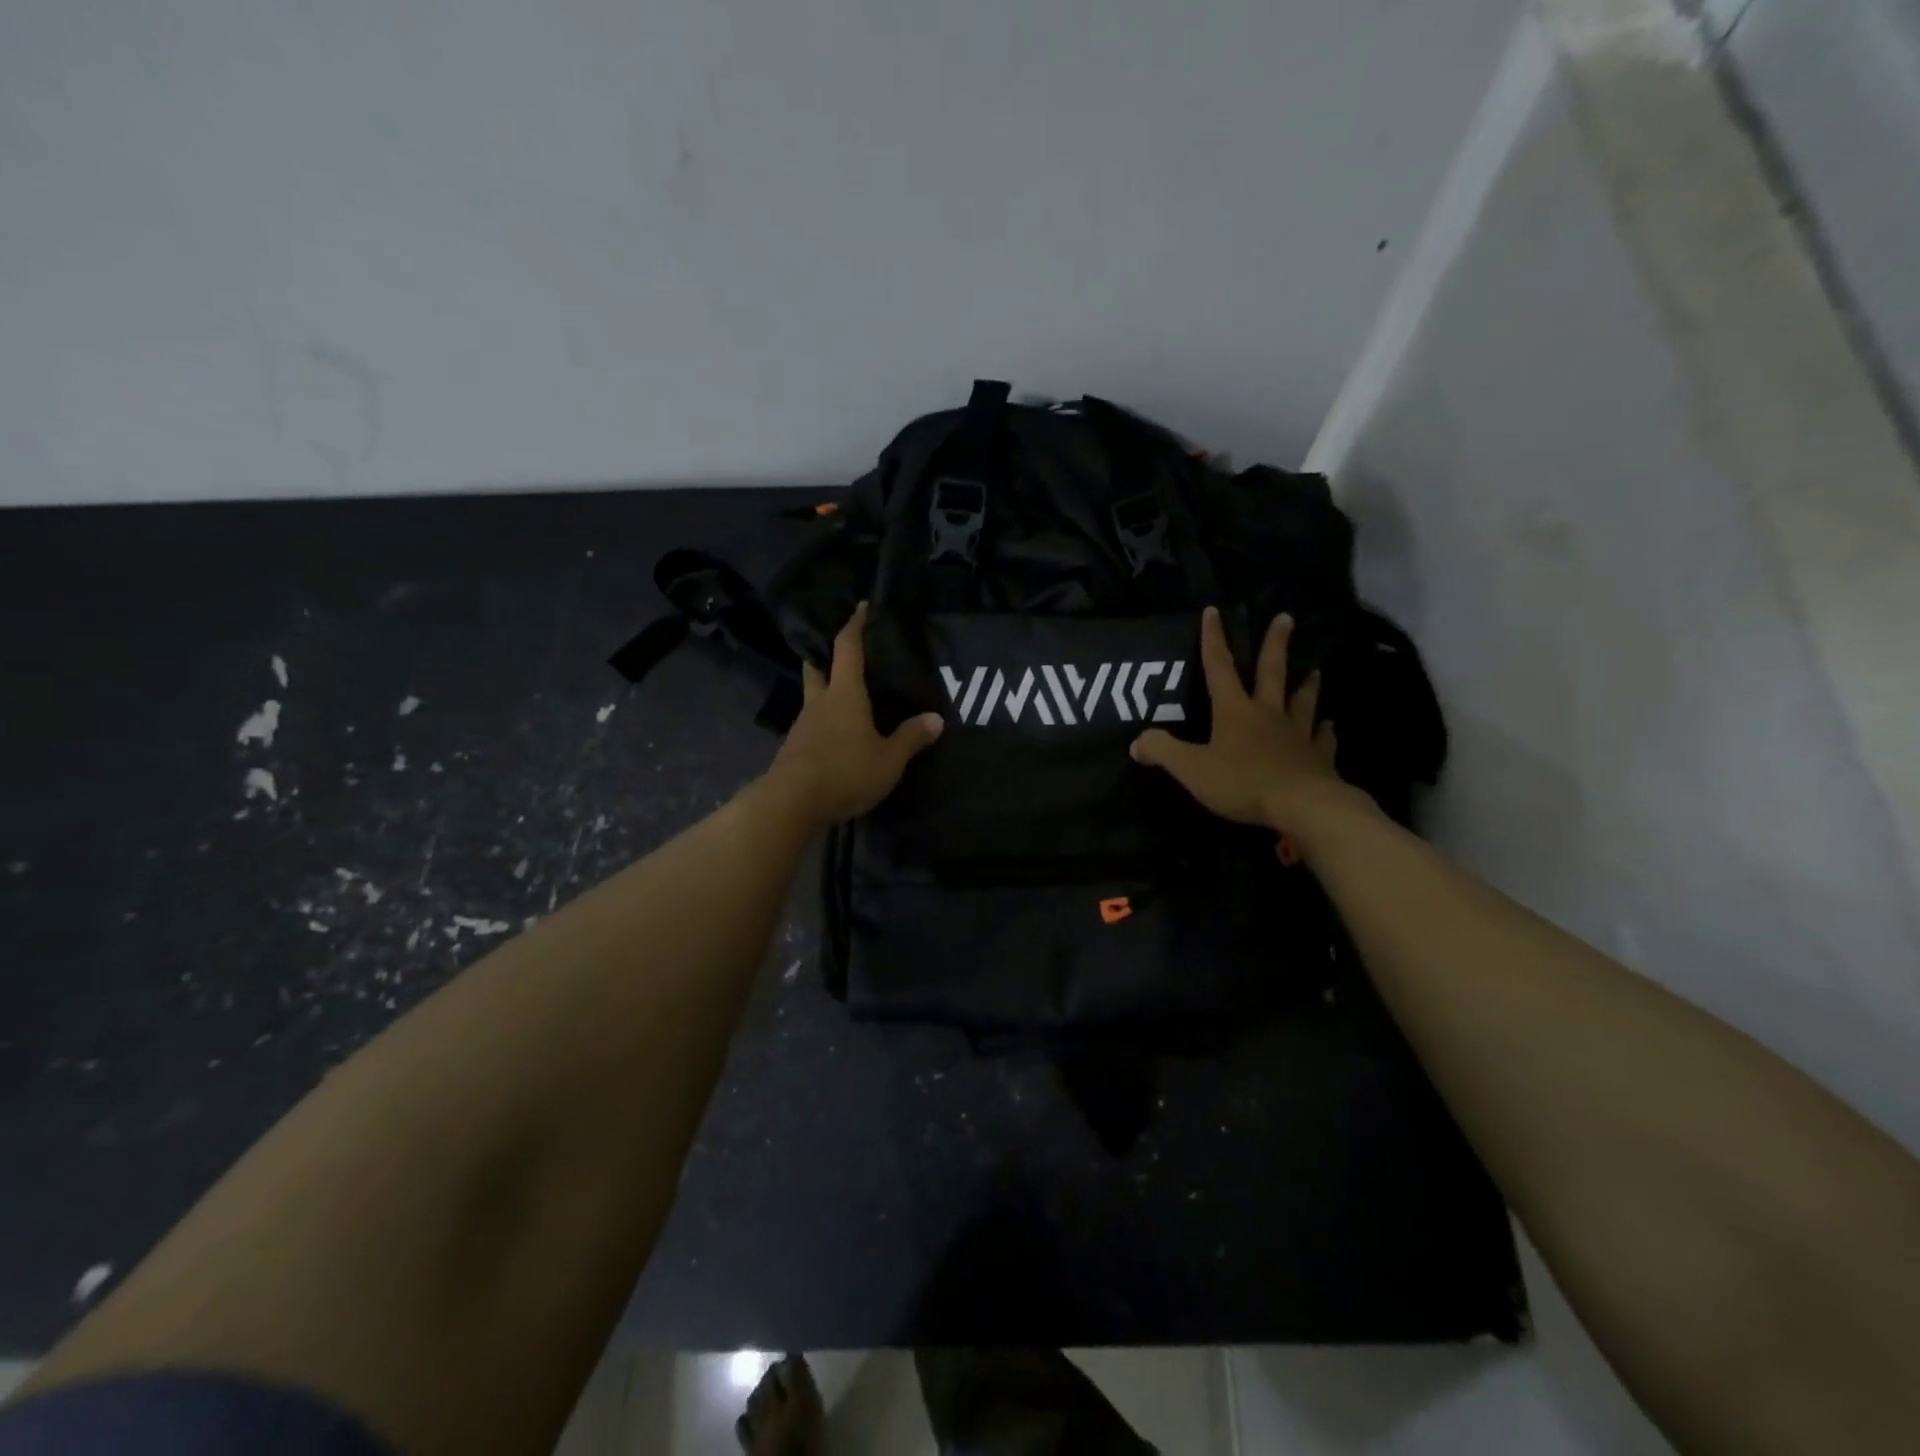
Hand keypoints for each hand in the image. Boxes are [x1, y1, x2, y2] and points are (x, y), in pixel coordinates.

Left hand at [764, 602, 942, 826]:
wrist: (791, 803)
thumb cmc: (844, 772)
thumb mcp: (889, 759)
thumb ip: (911, 738)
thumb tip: (936, 718)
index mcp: (845, 694)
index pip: (848, 648)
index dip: (855, 625)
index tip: (861, 607)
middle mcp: (820, 701)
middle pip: (818, 666)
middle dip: (827, 654)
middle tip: (844, 650)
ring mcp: (803, 724)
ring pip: (813, 695)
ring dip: (826, 689)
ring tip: (849, 695)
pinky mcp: (795, 747)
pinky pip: (812, 722)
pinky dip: (825, 718)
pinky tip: (838, 732)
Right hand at [1131, 606, 1357, 836]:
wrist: (1302, 806)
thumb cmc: (1243, 783)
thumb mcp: (1192, 769)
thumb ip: (1164, 751)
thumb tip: (1137, 741)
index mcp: (1235, 711)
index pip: (1219, 667)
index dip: (1213, 639)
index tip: (1214, 610)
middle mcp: (1268, 714)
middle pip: (1271, 672)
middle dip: (1276, 644)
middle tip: (1286, 617)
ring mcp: (1297, 734)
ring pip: (1303, 702)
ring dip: (1307, 685)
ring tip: (1314, 670)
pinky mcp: (1317, 758)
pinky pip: (1323, 740)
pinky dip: (1326, 732)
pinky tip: (1330, 727)